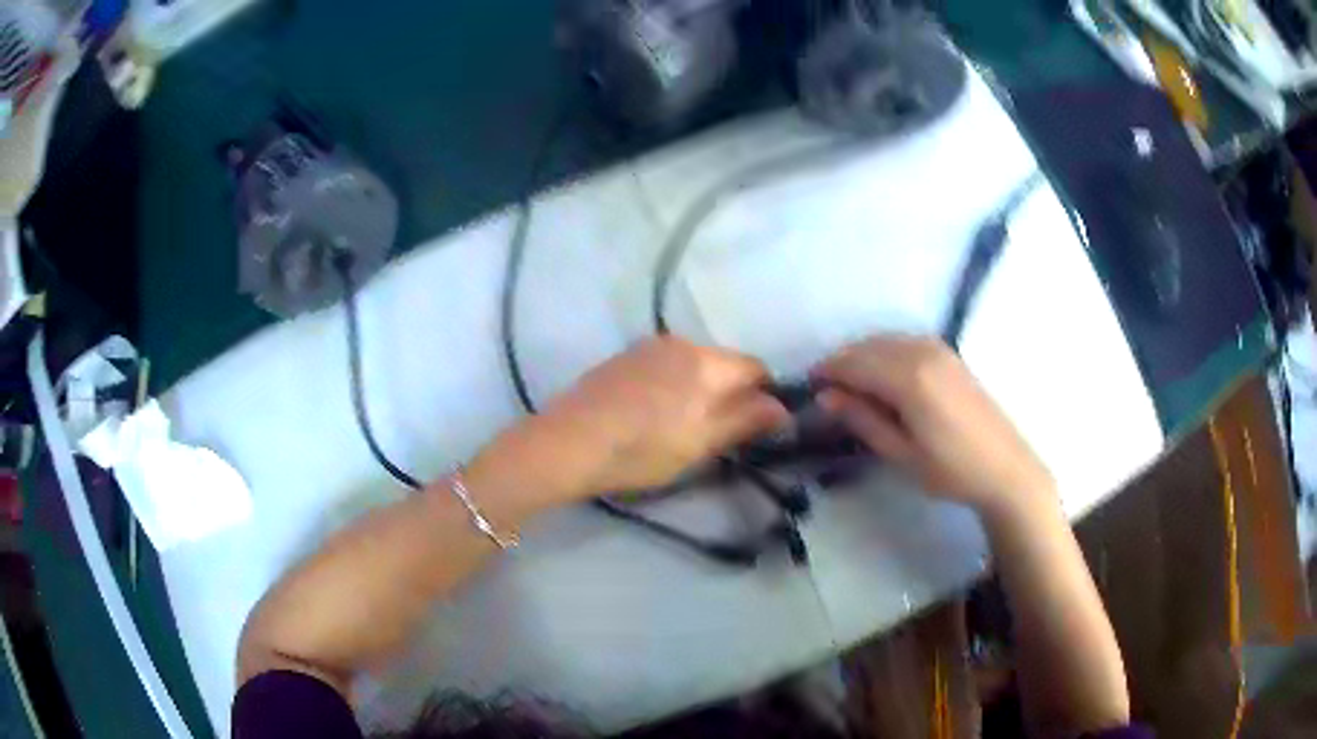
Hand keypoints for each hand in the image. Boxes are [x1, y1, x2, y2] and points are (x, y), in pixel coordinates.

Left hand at [525, 337, 789, 497]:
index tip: (755, 427)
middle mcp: (680, 342)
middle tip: (717, 434)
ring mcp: (647, 347)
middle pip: (724, 363)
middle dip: (730, 393)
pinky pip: (665, 366)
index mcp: (706, 361)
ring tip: (680, 426)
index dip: (764, 396)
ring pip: (693, 364)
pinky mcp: (623, 358)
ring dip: (700, 389)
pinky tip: (651, 414)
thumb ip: (745, 420)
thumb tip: (781, 407)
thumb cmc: (642, 449)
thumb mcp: (701, 444)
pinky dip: (672, 385)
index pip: (755, 367)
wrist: (568, 443)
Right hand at [813, 335, 1052, 512]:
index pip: (855, 364)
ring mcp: (940, 349)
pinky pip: (906, 342)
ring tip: (849, 385)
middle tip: (825, 390)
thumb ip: (864, 420)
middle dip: (843, 362)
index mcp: (910, 378)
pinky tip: (882, 376)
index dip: (827, 372)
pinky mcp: (950, 355)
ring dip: (863, 356)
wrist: (1005, 468)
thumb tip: (826, 397)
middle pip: (869, 346)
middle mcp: (923, 352)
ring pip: (887, 340)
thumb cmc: (952, 470)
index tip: (807, 386)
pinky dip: (885, 352)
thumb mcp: (902, 454)